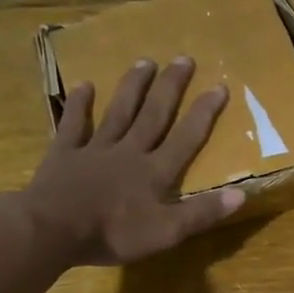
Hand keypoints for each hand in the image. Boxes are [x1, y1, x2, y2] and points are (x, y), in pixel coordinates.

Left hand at [22, 57, 242, 265]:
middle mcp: (129, 151)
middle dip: (171, 87)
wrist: (52, 230)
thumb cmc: (113, 234)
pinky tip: (84, 84)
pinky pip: (73, 125)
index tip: (219, 86)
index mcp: (155, 172)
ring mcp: (95, 149)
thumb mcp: (166, 232)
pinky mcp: (64, 154)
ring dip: (133, 87)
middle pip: (154, 114)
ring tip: (146, 61)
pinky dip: (79, 105)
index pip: (186, 138)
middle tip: (183, 58)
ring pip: (119, 112)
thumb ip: (202, 213)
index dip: (204, 113)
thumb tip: (242, 194)